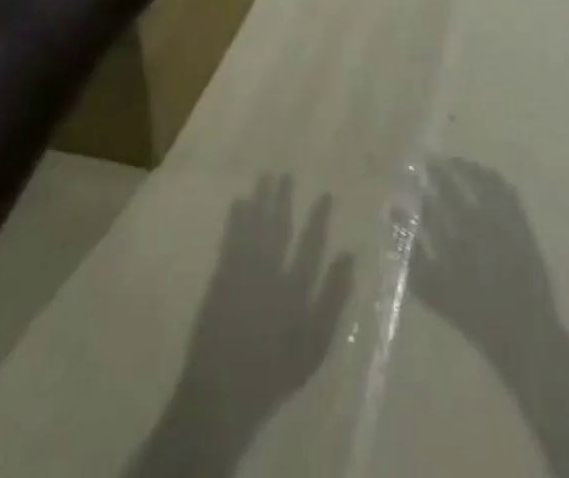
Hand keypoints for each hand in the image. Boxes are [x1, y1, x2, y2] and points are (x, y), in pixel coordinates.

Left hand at [127, 174, 352, 477]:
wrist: (223, 393)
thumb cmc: (275, 372)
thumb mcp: (315, 343)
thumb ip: (332, 298)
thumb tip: (348, 256)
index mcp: (295, 287)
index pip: (311, 244)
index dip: (318, 218)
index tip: (325, 194)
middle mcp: (269, 271)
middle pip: (278, 227)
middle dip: (282, 200)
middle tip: (284, 174)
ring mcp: (242, 272)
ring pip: (253, 227)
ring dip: (259, 201)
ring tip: (263, 177)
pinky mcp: (220, 279)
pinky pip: (229, 240)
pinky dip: (234, 220)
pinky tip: (237, 202)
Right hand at [415, 159, 558, 363]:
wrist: (523, 330)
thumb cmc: (474, 315)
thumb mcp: (434, 291)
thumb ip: (411, 256)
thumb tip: (392, 217)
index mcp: (453, 246)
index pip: (429, 207)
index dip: (417, 189)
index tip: (408, 176)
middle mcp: (476, 228)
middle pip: (452, 189)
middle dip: (437, 172)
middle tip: (428, 160)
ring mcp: (501, 222)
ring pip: (479, 182)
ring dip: (464, 167)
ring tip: (452, 161)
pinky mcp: (520, 222)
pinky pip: (505, 189)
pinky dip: (491, 176)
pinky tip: (482, 173)